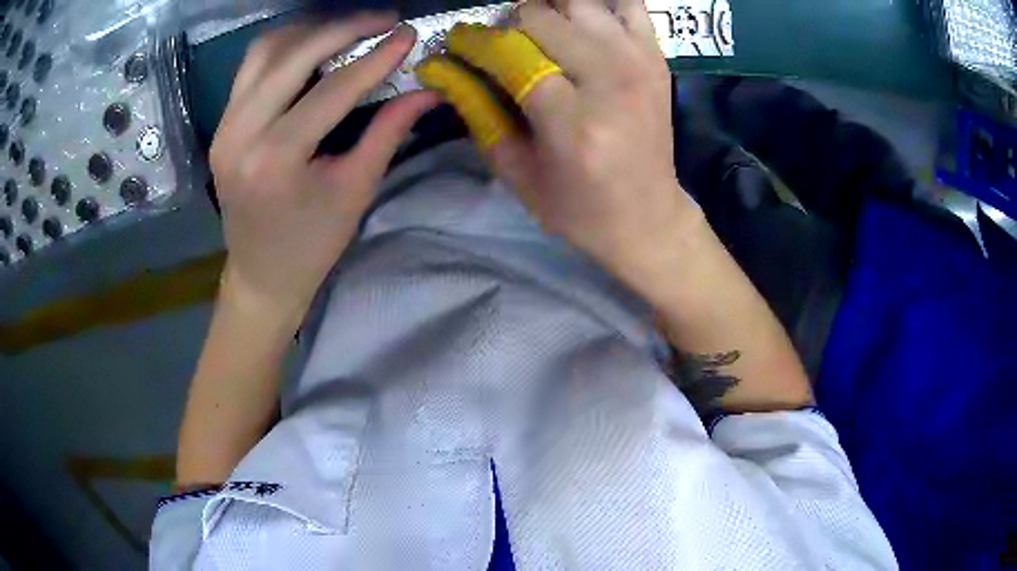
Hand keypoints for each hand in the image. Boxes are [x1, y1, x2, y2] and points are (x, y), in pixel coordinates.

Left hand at [210, 14, 437, 318]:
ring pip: (265, 51)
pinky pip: (251, 67)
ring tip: (349, 29)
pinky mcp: (222, 124)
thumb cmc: (312, 244)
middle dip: (344, 27)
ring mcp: (224, 126)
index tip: (408, 34)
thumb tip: (428, 90)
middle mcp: (241, 134)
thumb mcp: (355, 191)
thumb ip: (388, 132)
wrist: (260, 274)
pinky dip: (285, 47)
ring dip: (310, 31)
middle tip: (383, 19)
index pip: (333, 89)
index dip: (376, 58)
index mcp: (276, 160)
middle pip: (294, 55)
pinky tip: (312, 47)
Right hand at [417, 1, 698, 279]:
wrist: (647, 216)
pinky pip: (627, 2)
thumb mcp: (515, 170)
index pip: (508, 51)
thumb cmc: (576, 206)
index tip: (457, 44)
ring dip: (548, 11)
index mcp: (571, 121)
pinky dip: (596, 5)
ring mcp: (639, 62)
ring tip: (539, 36)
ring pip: (578, 0)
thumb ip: (476, 110)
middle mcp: (610, 80)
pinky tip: (581, 24)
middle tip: (502, 48)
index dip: (473, 41)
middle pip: (539, 14)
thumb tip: (441, 65)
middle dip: (508, 25)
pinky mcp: (657, 57)